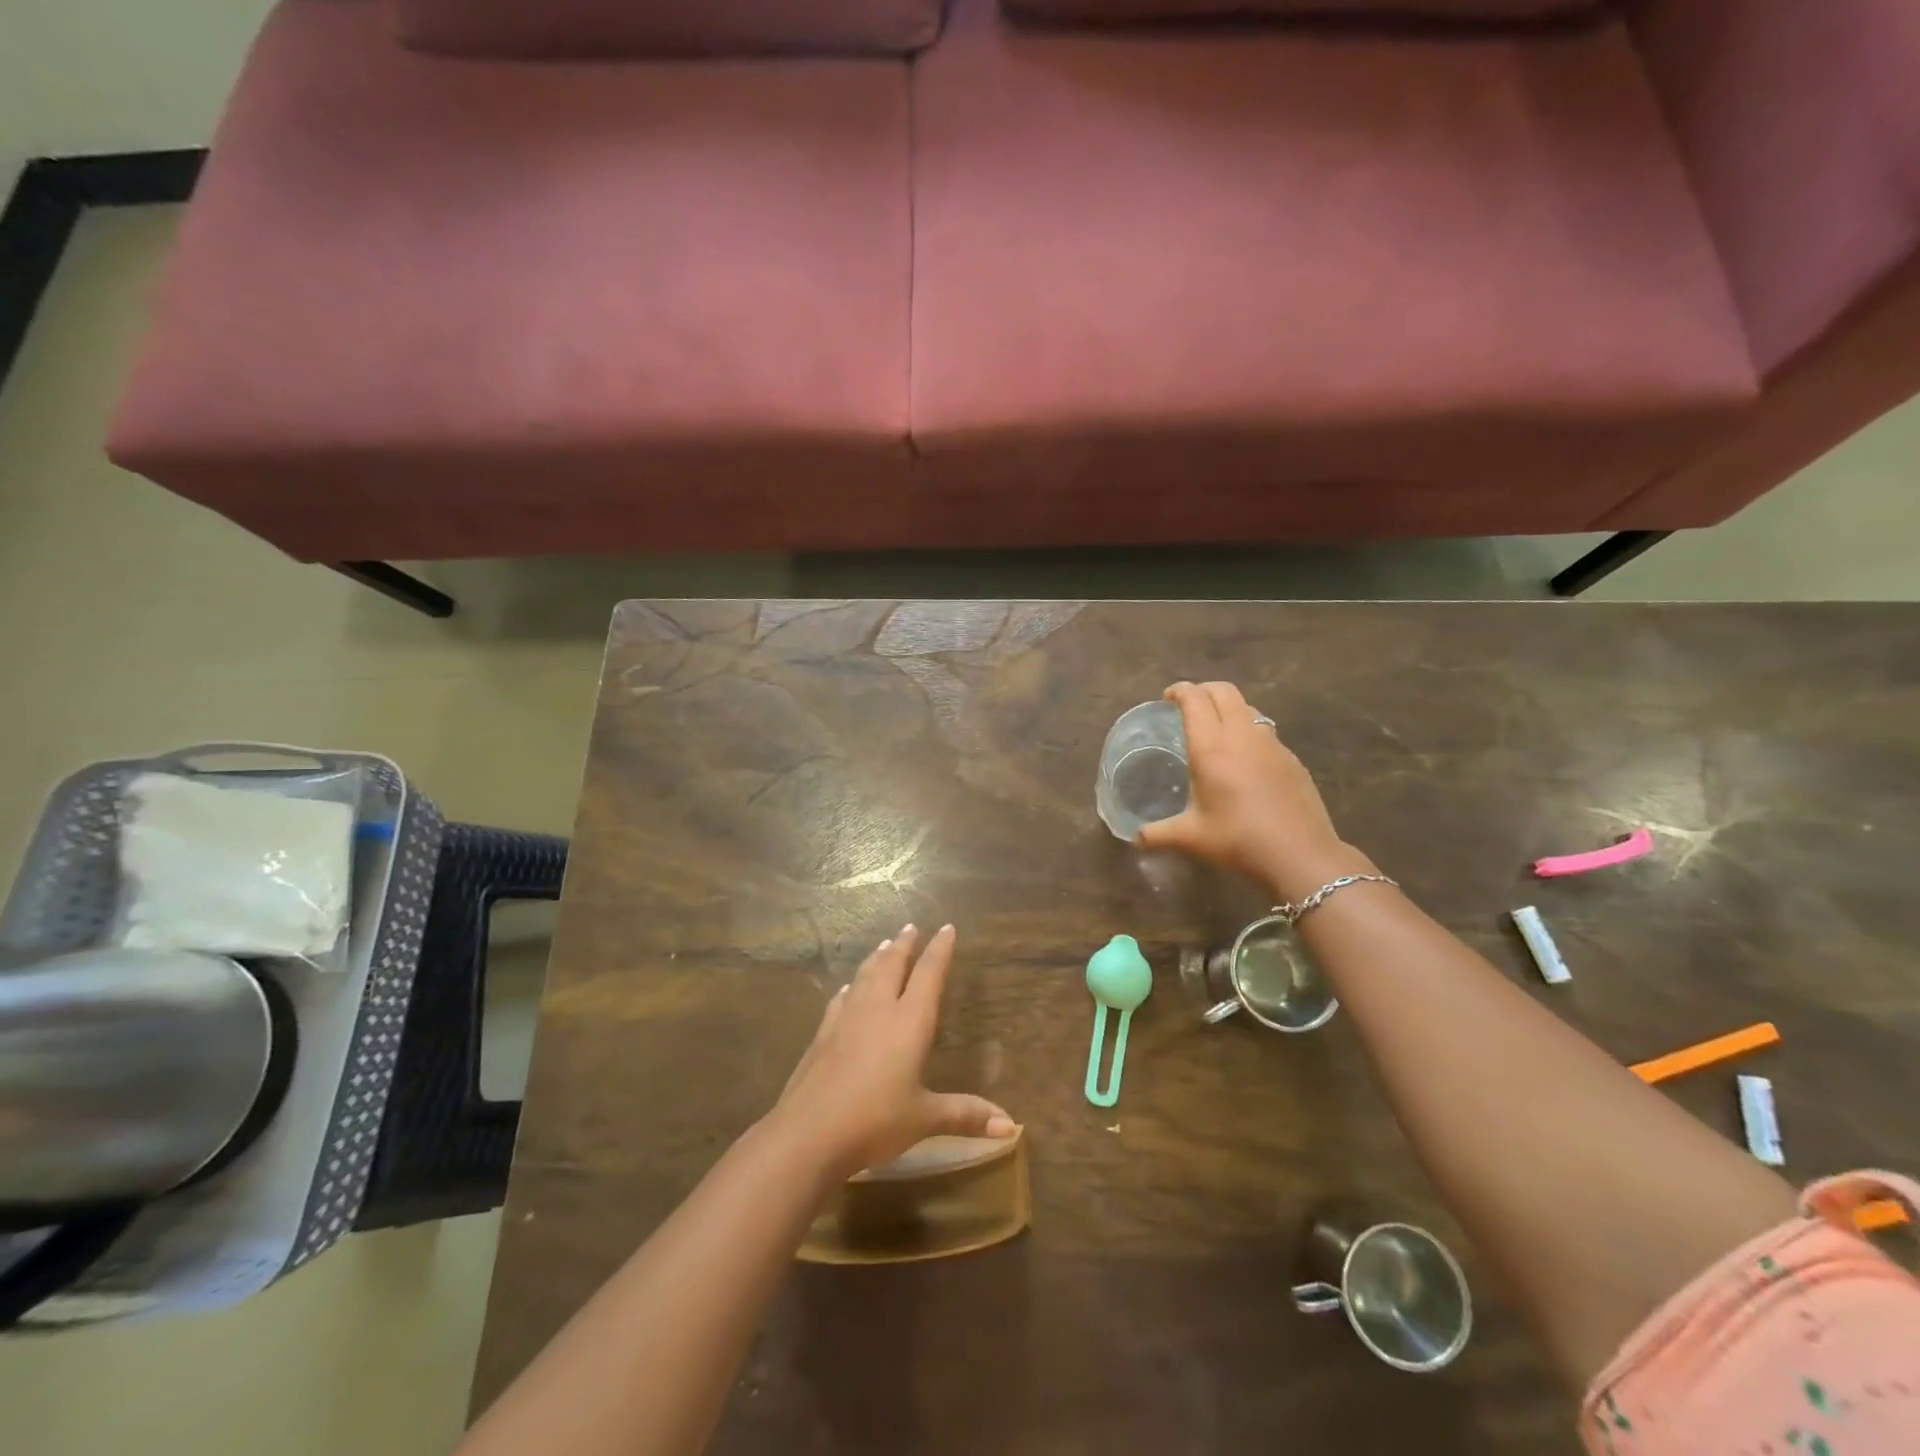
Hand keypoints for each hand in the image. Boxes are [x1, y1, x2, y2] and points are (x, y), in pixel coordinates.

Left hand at [771, 924, 1015, 1181]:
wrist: (809, 1133)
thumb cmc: (875, 1121)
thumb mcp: (925, 1119)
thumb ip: (965, 1115)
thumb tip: (1010, 1126)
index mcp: (909, 1022)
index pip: (929, 974)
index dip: (940, 950)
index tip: (946, 928)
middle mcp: (878, 1010)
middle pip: (892, 965)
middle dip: (904, 945)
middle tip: (911, 927)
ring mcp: (846, 1019)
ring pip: (865, 976)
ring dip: (877, 958)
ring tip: (884, 944)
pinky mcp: (823, 1035)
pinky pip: (841, 1000)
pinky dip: (850, 988)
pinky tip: (847, 988)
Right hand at [1137, 681, 1369, 900]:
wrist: (1301, 854)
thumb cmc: (1238, 840)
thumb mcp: (1190, 838)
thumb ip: (1157, 834)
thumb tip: (1135, 838)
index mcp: (1211, 747)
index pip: (1194, 700)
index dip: (1180, 691)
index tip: (1168, 697)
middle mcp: (1241, 736)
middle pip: (1224, 691)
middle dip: (1203, 690)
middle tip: (1188, 705)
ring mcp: (1271, 744)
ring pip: (1248, 708)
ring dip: (1229, 707)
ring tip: (1216, 727)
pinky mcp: (1291, 758)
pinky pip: (1265, 731)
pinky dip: (1249, 730)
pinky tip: (1245, 759)